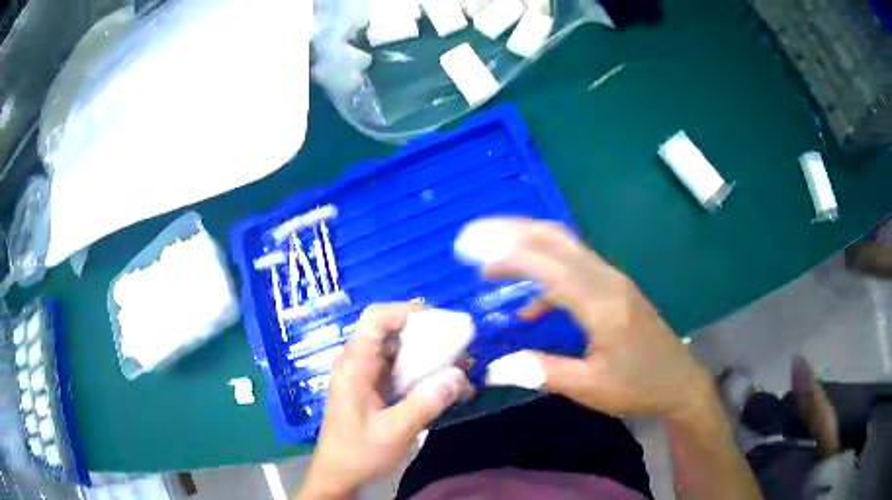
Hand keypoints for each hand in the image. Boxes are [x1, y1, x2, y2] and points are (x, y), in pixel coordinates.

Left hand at [298, 304, 471, 499]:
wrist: (338, 474)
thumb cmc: (359, 452)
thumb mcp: (395, 431)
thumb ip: (426, 403)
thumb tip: (459, 376)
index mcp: (355, 365)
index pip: (376, 319)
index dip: (406, 312)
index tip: (440, 321)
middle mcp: (357, 363)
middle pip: (391, 333)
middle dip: (427, 336)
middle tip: (459, 349)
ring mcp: (364, 376)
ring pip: (397, 351)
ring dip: (427, 356)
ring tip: (459, 368)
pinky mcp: (371, 389)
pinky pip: (398, 370)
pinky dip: (421, 372)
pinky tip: (443, 386)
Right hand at [471, 218, 710, 418]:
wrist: (680, 381)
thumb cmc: (638, 387)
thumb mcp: (590, 387)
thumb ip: (542, 372)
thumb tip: (494, 368)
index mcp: (601, 305)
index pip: (548, 266)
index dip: (506, 254)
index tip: (469, 251)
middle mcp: (607, 280)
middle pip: (556, 239)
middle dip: (511, 232)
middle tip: (473, 237)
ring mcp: (614, 280)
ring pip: (565, 247)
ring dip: (526, 246)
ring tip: (490, 264)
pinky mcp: (616, 287)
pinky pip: (575, 268)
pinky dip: (546, 276)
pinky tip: (529, 308)